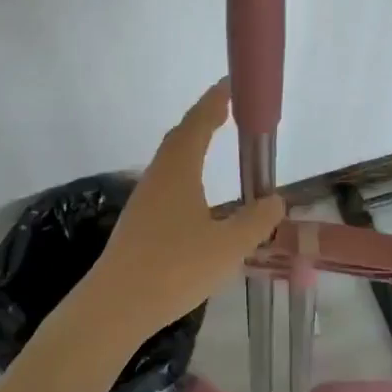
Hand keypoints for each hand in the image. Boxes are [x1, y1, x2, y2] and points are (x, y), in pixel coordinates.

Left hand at [79, 81, 284, 346]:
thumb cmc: (174, 268)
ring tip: (209, 140)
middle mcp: (158, 177)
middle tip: (224, 108)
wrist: (116, 305)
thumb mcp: (228, 247)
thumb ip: (255, 221)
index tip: (229, 86)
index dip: (213, 103)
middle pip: (180, 136)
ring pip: (169, 159)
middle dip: (201, 118)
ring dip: (190, 143)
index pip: (197, 124)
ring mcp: (144, 200)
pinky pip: (166, 180)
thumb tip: (275, 200)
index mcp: (178, 171)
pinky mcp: (138, 222)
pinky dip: (183, 169)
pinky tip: (192, 191)